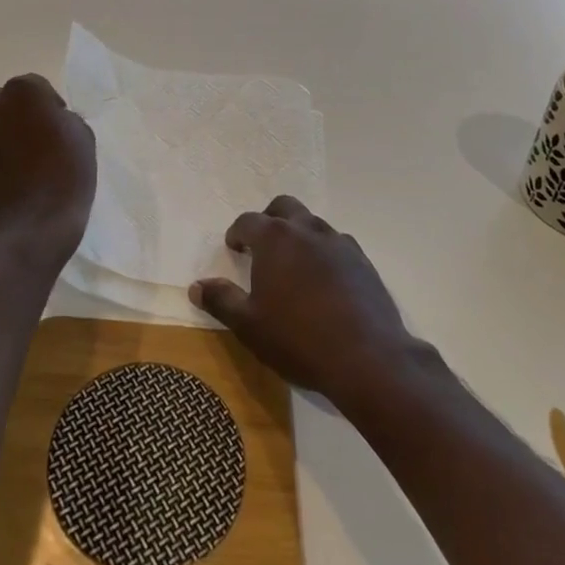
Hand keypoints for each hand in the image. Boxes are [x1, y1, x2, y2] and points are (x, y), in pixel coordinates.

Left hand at [0, 74, 96, 265]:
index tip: (54, 127)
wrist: (34, 228)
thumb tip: (50, 120)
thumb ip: (62, 119)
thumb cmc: (67, 178)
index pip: (33, 85)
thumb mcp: (83, 138)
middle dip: (7, 114)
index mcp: (24, 92)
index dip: (45, 105)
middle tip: (23, 141)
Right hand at [191, 196, 422, 407]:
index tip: (234, 248)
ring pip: (312, 223)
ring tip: (293, 265)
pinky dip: (324, 252)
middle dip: (269, 220)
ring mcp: (338, 242)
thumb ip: (221, 300)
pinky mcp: (362, 260)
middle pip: (283, 207)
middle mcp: (306, 229)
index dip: (237, 233)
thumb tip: (196, 286)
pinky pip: (336, 244)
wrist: (367, 358)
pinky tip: (324, 281)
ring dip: (298, 234)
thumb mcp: (249, 326)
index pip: (248, 221)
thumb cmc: (298, 340)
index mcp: (275, 238)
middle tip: (262, 246)